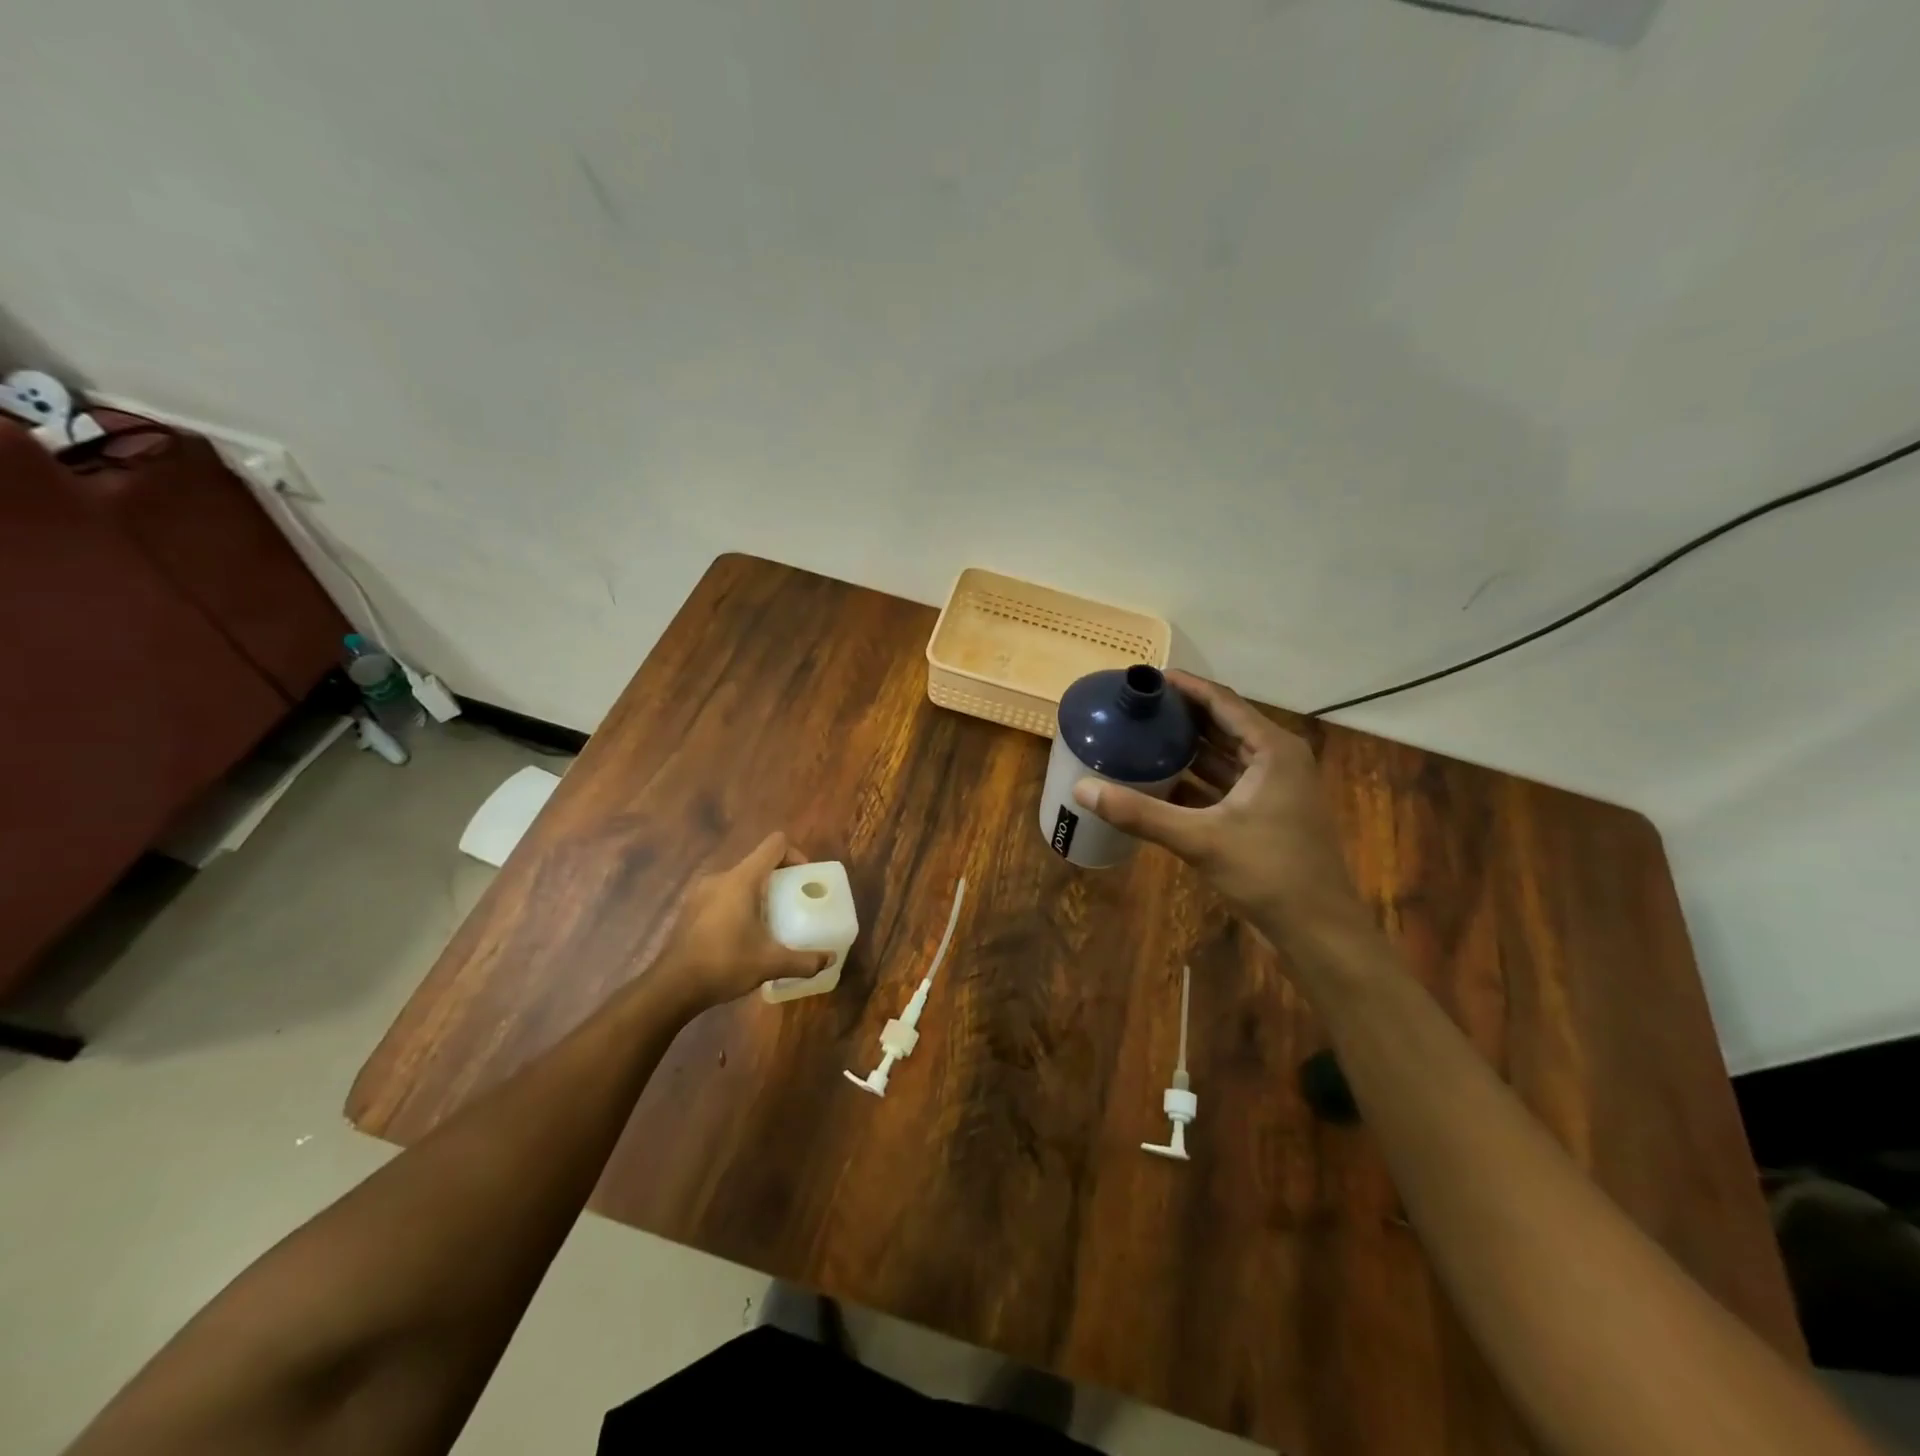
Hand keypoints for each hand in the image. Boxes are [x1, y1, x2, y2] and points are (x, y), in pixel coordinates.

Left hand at [653, 832, 831, 1008]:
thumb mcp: (770, 964)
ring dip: (757, 894)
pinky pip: (723, 895)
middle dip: (779, 879)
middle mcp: (721, 877)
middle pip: (758, 863)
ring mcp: (701, 892)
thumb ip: (804, 961)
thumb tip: (830, 959)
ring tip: (769, 923)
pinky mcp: (690, 909)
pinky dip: (738, 905)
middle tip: (792, 905)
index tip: (803, 879)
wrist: (671, 987)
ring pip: (739, 880)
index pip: (775, 845)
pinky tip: (741, 935)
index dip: (795, 855)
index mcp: (742, 880)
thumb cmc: (724, 964)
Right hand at [1072, 670, 1367, 950]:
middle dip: (1181, 715)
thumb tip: (1082, 790)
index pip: (1222, 702)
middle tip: (1136, 706)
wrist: (1317, 930)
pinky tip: (1158, 780)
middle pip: (1222, 725)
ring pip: (1222, 757)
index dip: (1185, 686)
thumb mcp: (1200, 839)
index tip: (1147, 677)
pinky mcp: (1263, 815)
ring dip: (1186, 748)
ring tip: (1141, 736)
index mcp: (1273, 750)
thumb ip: (1141, 813)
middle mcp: (1276, 761)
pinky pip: (1222, 785)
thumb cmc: (1269, 872)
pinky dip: (1194, 780)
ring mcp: (1272, 790)